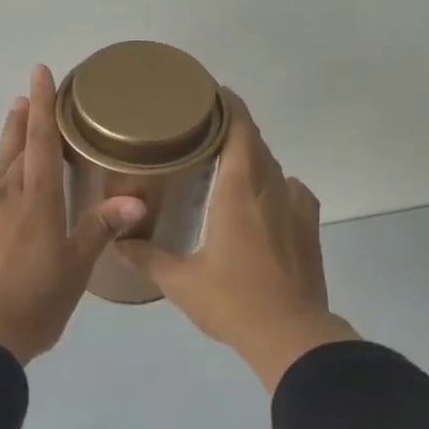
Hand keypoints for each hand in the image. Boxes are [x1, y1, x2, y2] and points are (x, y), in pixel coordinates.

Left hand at [0, 67, 145, 364]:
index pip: (43, 143)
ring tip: (11, 113)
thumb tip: (136, 199)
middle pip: (18, 148)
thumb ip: (100, 229)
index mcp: (41, 202)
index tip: (41, 73)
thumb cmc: (35, 304)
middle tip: (30, 93)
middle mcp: (7, 196)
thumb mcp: (76, 270)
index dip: (45, 107)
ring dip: (4, 139)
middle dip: (26, 118)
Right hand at [118, 91, 358, 391]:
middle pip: (256, 143)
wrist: (292, 335)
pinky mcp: (310, 227)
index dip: (227, 105)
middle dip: (233, 129)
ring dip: (252, 158)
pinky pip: (291, 190)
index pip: (240, 129)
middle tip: (201, 130)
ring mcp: (297, 207)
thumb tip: (118, 240)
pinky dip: (272, 185)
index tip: (209, 93)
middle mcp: (273, 188)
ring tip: (225, 165)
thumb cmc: (233, 302)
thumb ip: (148, 256)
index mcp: (240, 190)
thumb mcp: (181, 282)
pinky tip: (258, 202)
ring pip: (274, 167)